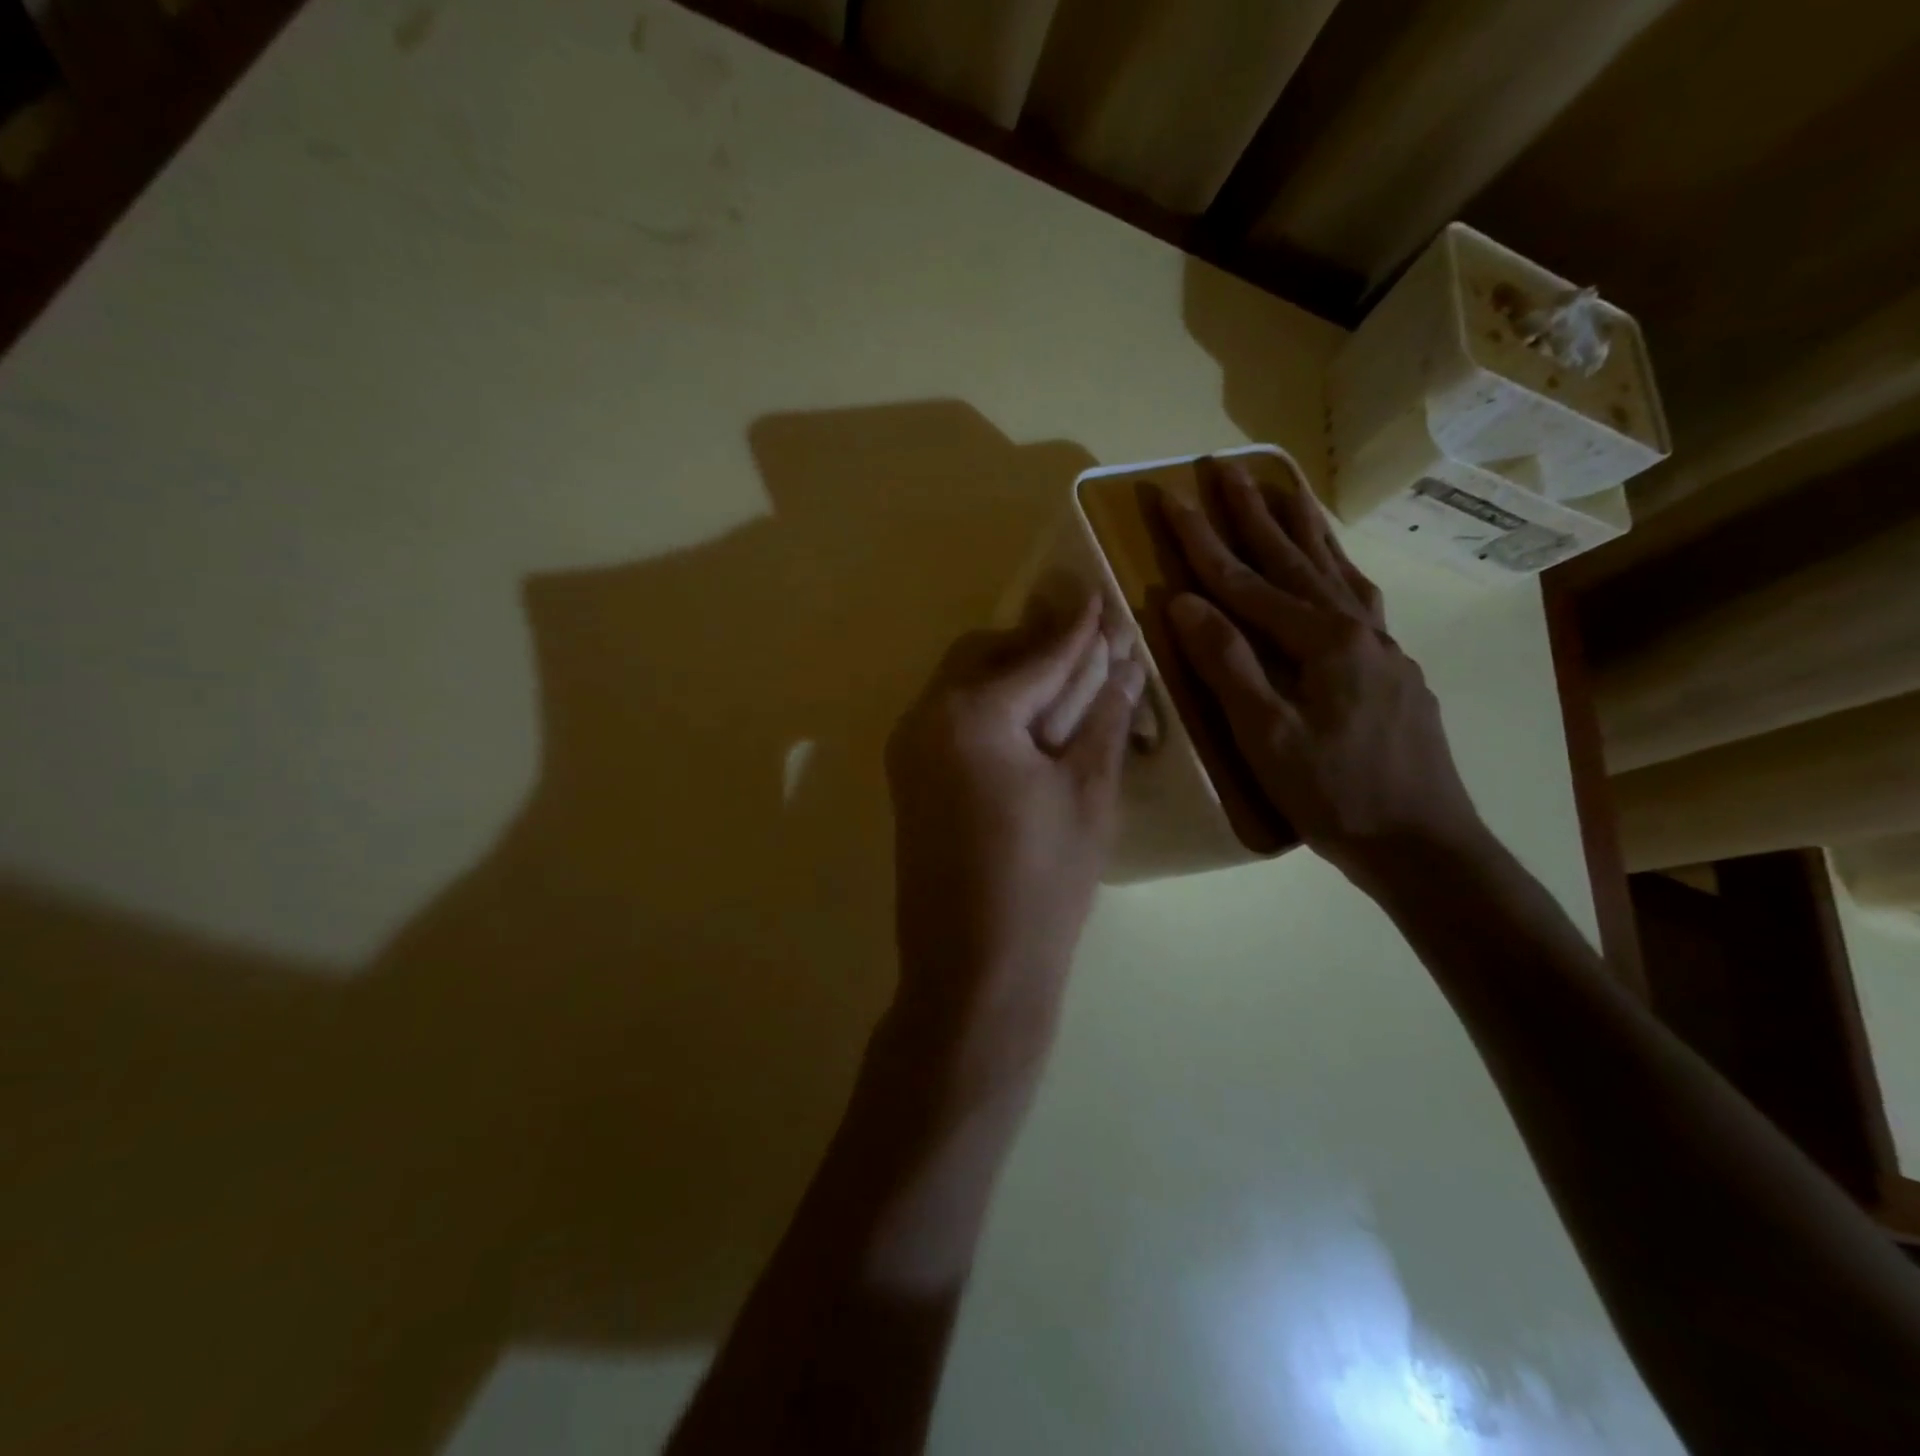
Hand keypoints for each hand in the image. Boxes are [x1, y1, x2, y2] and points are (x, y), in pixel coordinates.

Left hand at [885, 595, 1143, 1086]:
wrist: (974, 969)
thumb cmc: (1044, 883)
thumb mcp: (1088, 793)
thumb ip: (1103, 718)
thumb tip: (1124, 664)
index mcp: (970, 716)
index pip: (1035, 655)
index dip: (1076, 626)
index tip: (1101, 593)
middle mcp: (925, 717)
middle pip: (984, 654)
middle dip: (1035, 643)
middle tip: (1086, 644)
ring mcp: (908, 748)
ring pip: (961, 682)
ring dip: (1011, 672)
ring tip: (1064, 680)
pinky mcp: (908, 776)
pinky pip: (949, 716)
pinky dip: (989, 705)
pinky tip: (1029, 721)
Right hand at [1160, 457, 1485, 886]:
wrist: (1423, 843)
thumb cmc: (1335, 796)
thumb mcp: (1267, 737)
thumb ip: (1227, 665)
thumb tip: (1184, 602)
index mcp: (1322, 641)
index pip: (1245, 580)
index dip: (1202, 539)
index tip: (1170, 496)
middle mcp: (1355, 627)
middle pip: (1292, 557)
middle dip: (1252, 511)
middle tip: (1223, 465)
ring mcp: (1381, 644)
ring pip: (1334, 568)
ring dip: (1301, 526)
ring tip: (1279, 488)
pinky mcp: (1392, 666)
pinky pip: (1357, 596)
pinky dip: (1336, 566)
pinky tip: (1331, 565)